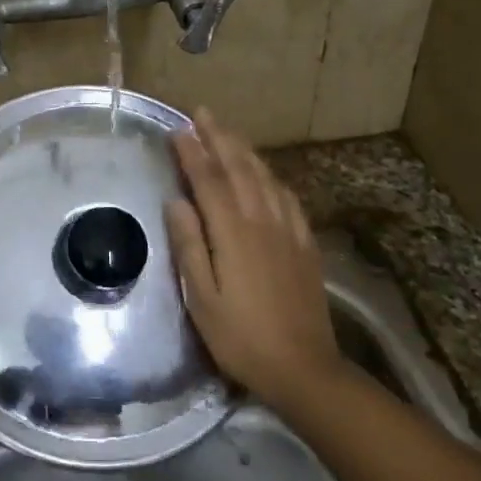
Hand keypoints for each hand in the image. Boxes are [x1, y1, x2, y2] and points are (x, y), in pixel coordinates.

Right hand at [165, 110, 340, 411]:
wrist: (305, 368)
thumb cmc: (242, 338)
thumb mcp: (202, 300)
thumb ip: (189, 247)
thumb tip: (176, 202)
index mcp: (233, 233)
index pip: (208, 181)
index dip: (192, 152)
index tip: (177, 129)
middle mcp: (262, 221)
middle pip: (239, 169)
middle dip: (219, 138)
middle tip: (203, 113)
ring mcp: (288, 230)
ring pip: (265, 177)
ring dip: (244, 150)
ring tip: (228, 132)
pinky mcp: (305, 244)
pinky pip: (287, 198)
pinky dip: (272, 177)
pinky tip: (267, 174)